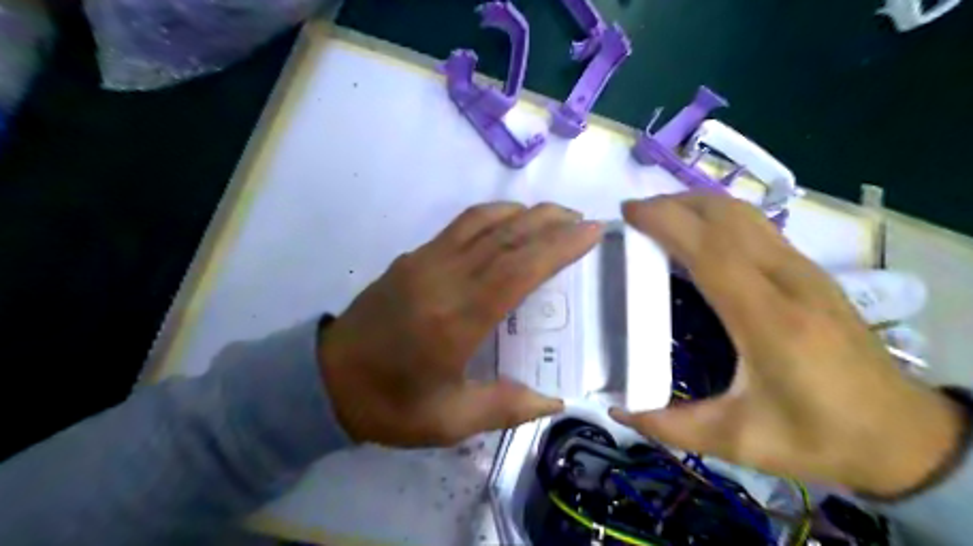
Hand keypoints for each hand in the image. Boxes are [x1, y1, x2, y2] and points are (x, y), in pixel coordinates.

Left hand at [320, 204, 600, 446]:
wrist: (325, 380)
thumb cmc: (389, 404)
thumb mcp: (448, 422)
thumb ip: (505, 407)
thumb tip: (554, 399)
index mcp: (456, 320)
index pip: (517, 269)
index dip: (558, 246)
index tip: (590, 231)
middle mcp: (443, 279)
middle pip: (505, 236)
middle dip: (549, 221)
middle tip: (582, 219)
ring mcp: (424, 261)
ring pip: (482, 222)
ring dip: (523, 212)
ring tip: (554, 216)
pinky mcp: (412, 257)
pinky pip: (460, 226)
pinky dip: (492, 216)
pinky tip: (509, 223)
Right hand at [610, 193, 960, 496]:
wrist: (903, 435)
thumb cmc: (819, 436)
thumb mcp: (739, 442)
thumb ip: (671, 426)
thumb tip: (618, 410)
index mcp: (768, 321)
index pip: (711, 250)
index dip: (667, 222)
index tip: (628, 213)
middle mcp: (789, 281)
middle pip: (727, 216)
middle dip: (675, 204)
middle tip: (634, 214)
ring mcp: (805, 271)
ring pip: (744, 214)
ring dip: (697, 205)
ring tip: (659, 217)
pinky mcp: (810, 271)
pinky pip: (755, 226)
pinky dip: (717, 217)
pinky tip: (698, 235)